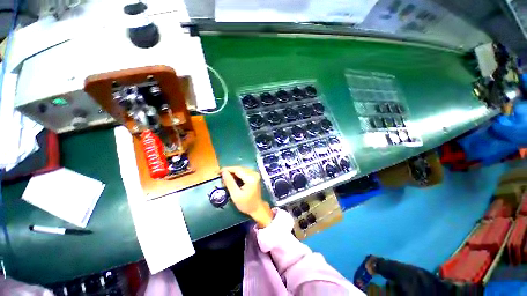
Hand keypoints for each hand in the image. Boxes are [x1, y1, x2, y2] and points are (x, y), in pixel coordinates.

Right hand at [221, 167, 273, 227]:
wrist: (257, 208)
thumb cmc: (246, 204)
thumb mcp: (235, 195)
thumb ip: (229, 182)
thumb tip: (223, 172)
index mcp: (250, 178)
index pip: (237, 169)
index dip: (227, 169)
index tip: (218, 172)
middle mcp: (254, 173)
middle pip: (239, 168)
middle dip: (229, 171)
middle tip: (219, 175)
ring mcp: (255, 174)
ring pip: (241, 169)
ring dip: (232, 172)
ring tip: (224, 178)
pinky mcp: (254, 175)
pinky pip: (244, 172)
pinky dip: (237, 174)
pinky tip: (232, 179)